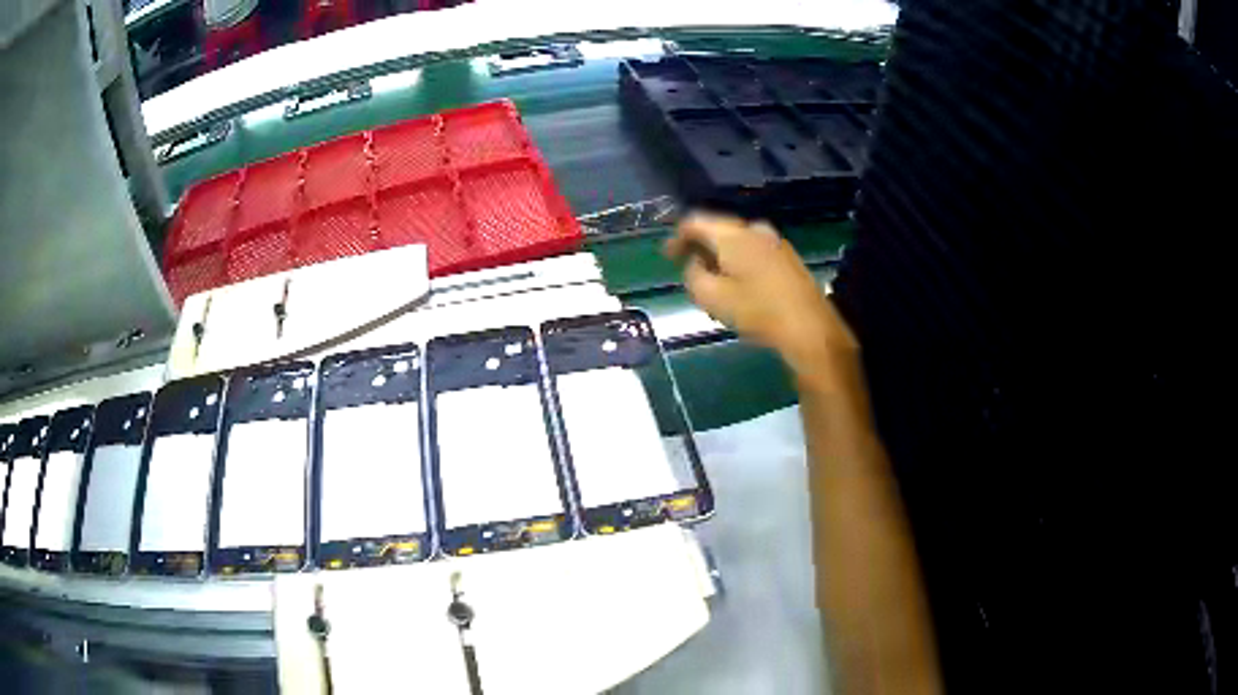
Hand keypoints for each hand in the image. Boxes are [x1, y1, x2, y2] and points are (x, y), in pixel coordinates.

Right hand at [665, 213, 858, 388]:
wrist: (809, 328)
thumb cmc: (758, 311)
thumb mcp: (712, 298)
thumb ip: (694, 275)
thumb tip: (695, 264)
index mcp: (734, 235)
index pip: (696, 222)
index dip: (677, 237)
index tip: (668, 255)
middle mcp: (755, 230)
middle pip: (718, 229)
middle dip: (699, 246)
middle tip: (686, 267)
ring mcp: (775, 242)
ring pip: (737, 242)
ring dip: (720, 255)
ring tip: (711, 280)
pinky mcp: (787, 258)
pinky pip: (753, 251)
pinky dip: (738, 261)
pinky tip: (737, 284)